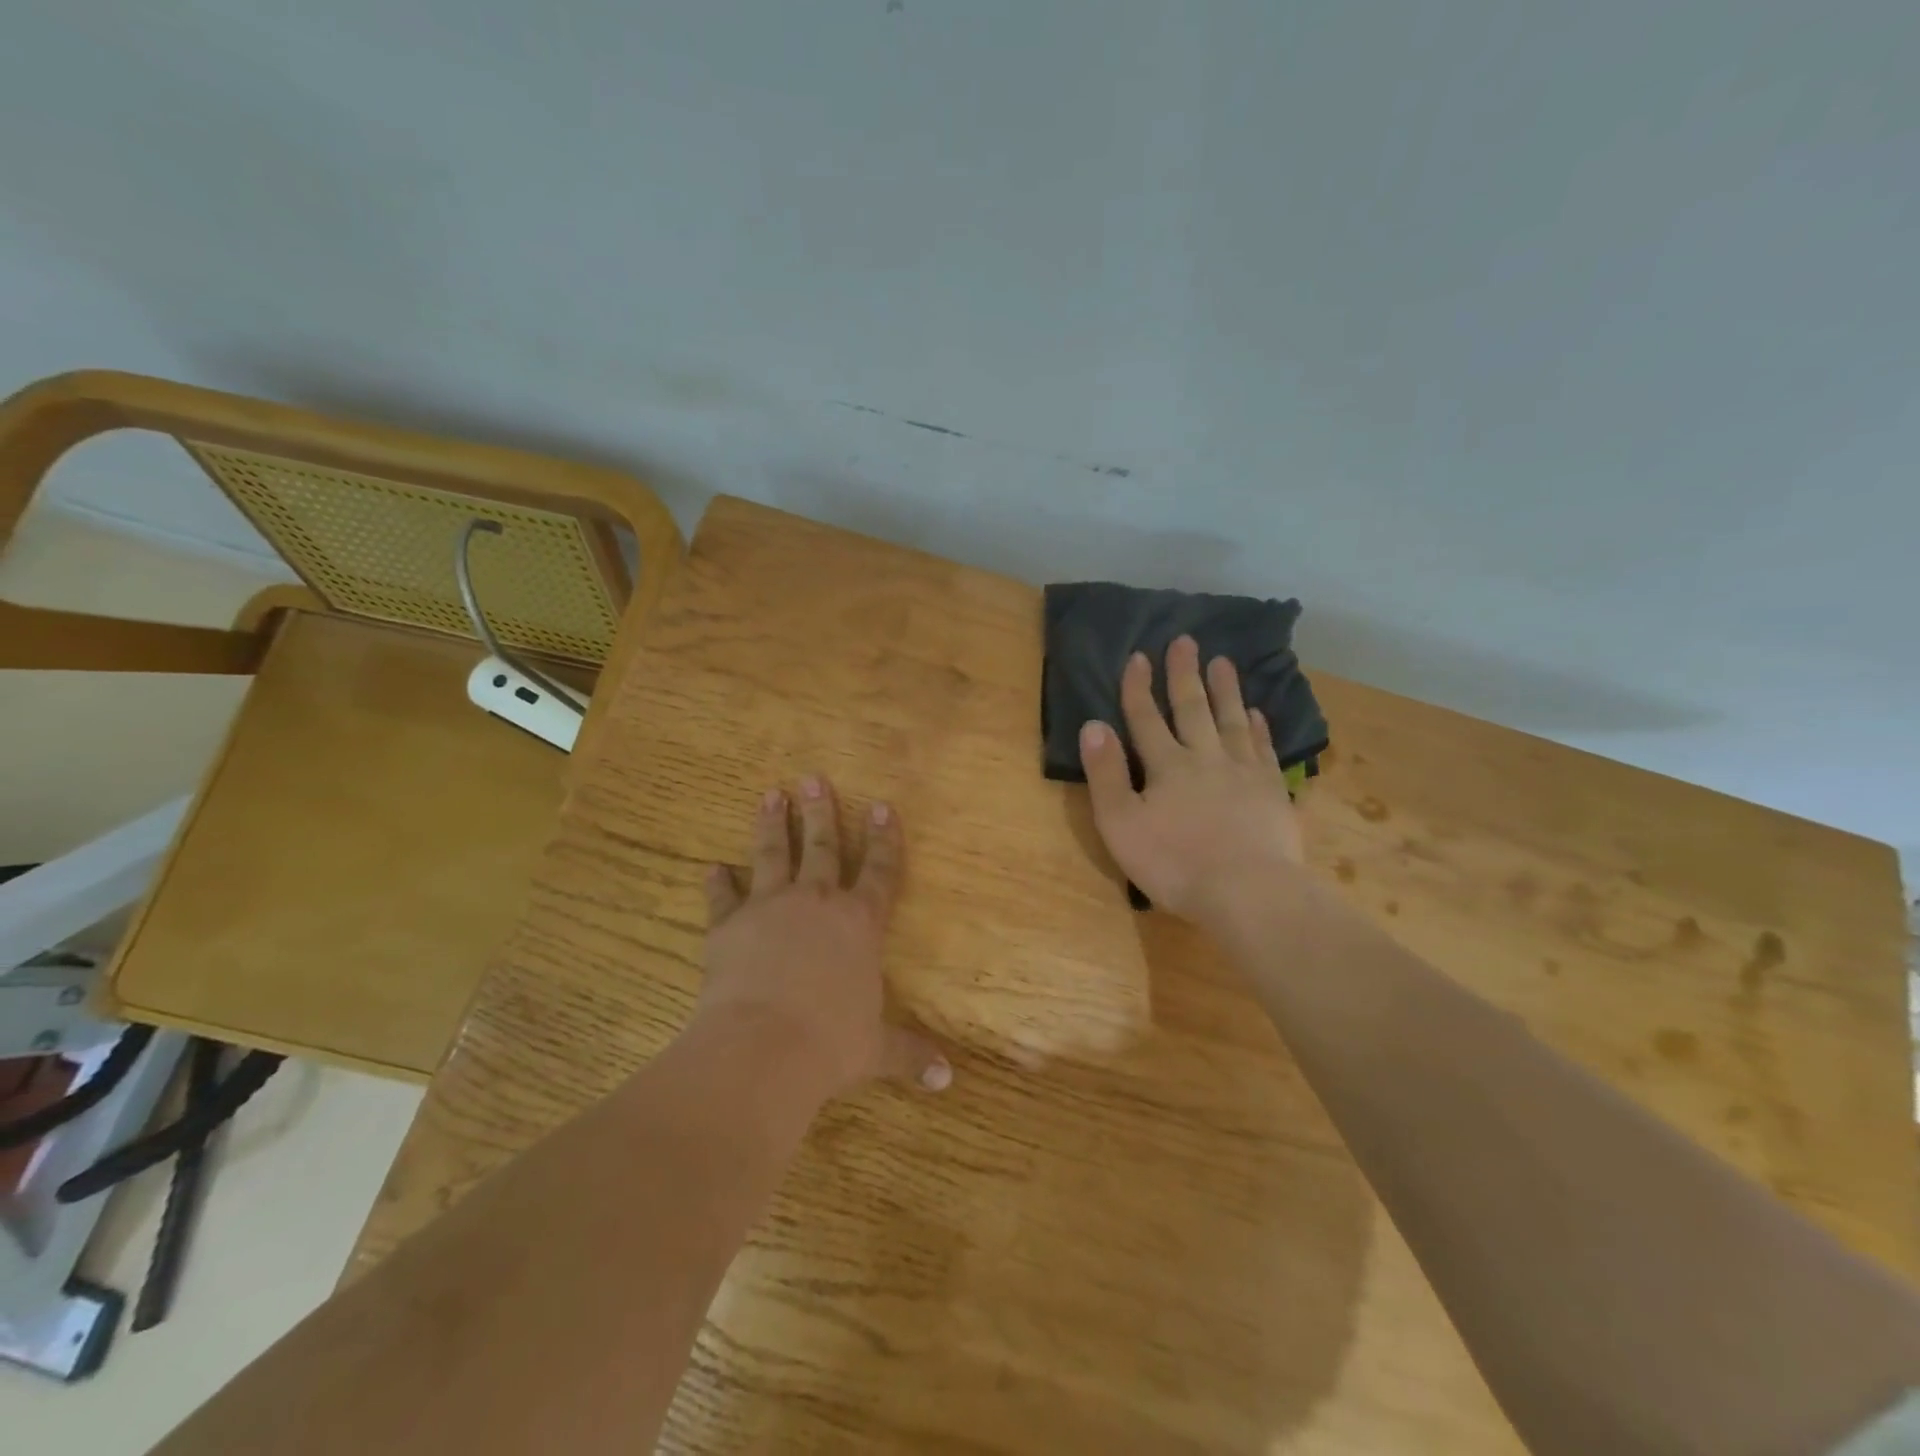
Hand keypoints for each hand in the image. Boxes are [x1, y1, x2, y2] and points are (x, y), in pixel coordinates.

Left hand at [700, 776, 950, 1101]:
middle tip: (814, 779)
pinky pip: (723, 897)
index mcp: (859, 922)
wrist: (763, 1048)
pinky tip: (711, 867)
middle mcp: (817, 903)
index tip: (882, 805)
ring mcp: (770, 908)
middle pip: (822, 847)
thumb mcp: (876, 1050)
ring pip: (772, 855)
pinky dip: (718, 883)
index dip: (884, 838)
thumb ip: (910, 1054)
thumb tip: (947, 1080)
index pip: (879, 870)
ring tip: (771, 794)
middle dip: (821, 812)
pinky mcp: (729, 925)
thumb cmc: (831, 1043)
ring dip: (772, 824)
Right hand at [1079, 635, 1305, 922]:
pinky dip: (1259, 727)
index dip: (1139, 688)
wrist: (1248, 892)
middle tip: (1186, 641)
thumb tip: (1093, 726)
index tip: (1139, 656)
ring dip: (1225, 690)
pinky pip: (1263, 748)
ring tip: (1222, 662)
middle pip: (1193, 709)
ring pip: (1232, 720)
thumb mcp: (1121, 824)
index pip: (1147, 718)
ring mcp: (1244, 772)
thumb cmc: (1175, 863)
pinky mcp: (1272, 790)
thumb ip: (1106, 774)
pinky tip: (1257, 713)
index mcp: (1166, 766)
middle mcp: (1206, 757)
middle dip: (1185, 674)